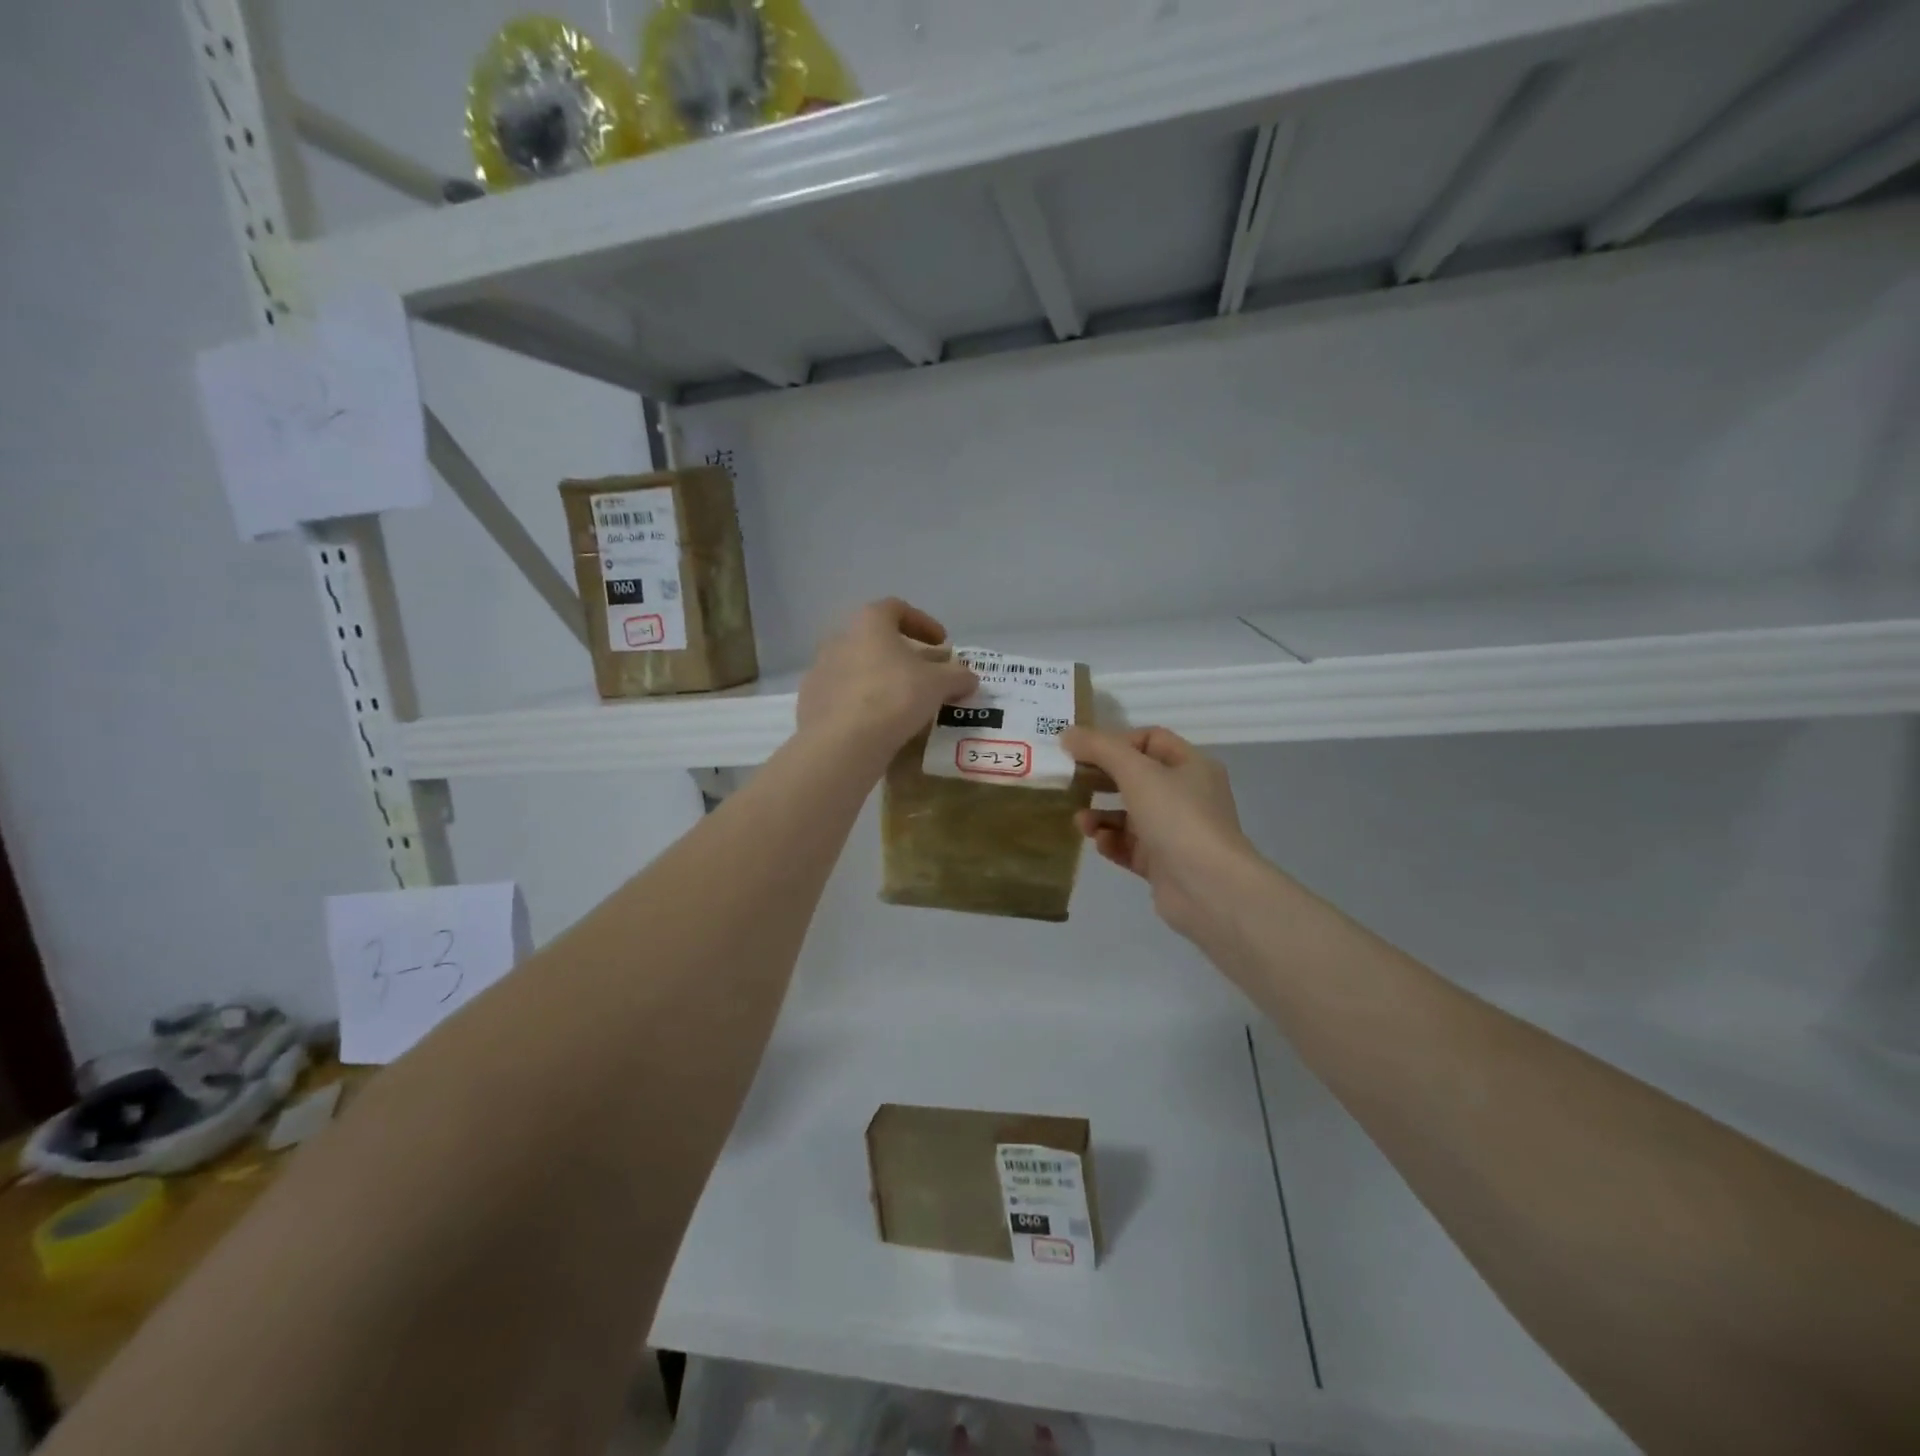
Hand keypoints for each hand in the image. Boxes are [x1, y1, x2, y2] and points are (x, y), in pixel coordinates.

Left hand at [797, 599, 977, 764]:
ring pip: (857, 667)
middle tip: (924, 674)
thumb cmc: (894, 698)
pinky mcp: (811, 701)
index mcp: (869, 623)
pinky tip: (877, 723)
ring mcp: (820, 670)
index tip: (941, 644)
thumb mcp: (938, 685)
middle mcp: (839, 638)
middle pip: (875, 639)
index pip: (897, 608)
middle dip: (902, 654)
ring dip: (880, 678)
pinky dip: (861, 702)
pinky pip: (843, 695)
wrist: (842, 742)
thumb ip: (957, 676)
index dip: (923, 623)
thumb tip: (969, 677)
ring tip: (902, 702)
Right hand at [1062, 725, 1258, 942]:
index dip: (1116, 741)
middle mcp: (1186, 795)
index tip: (1085, 751)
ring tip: (1081, 821)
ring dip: (1102, 814)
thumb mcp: (1136, 772)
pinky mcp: (1163, 863)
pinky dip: (1112, 842)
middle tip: (1071, 782)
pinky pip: (1130, 846)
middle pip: (1136, 778)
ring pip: (1130, 815)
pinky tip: (1100, 843)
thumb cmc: (1177, 817)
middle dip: (1102, 780)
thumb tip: (1067, 734)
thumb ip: (1100, 749)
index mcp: (1191, 766)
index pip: (1150, 740)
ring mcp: (1175, 832)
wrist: (1208, 887)